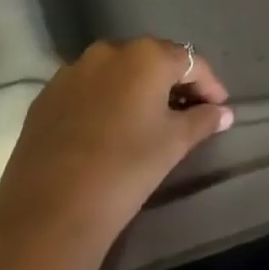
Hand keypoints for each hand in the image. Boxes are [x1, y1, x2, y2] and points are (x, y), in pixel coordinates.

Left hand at [0, 39, 232, 265]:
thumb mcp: (174, 144)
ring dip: (137, 89)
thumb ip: (203, 120)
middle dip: (172, 83)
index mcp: (146, 56)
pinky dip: (104, 101)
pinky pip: (87, 89)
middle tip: (186, 112)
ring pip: (117, 72)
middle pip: (153, 60)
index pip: (190, 62)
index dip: (209, 84)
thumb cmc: (125, 171)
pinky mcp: (45, 97)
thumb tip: (223, 112)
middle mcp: (109, 51)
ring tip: (147, 120)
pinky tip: (108, 130)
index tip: (219, 108)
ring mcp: (72, 71)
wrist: (48, 218)